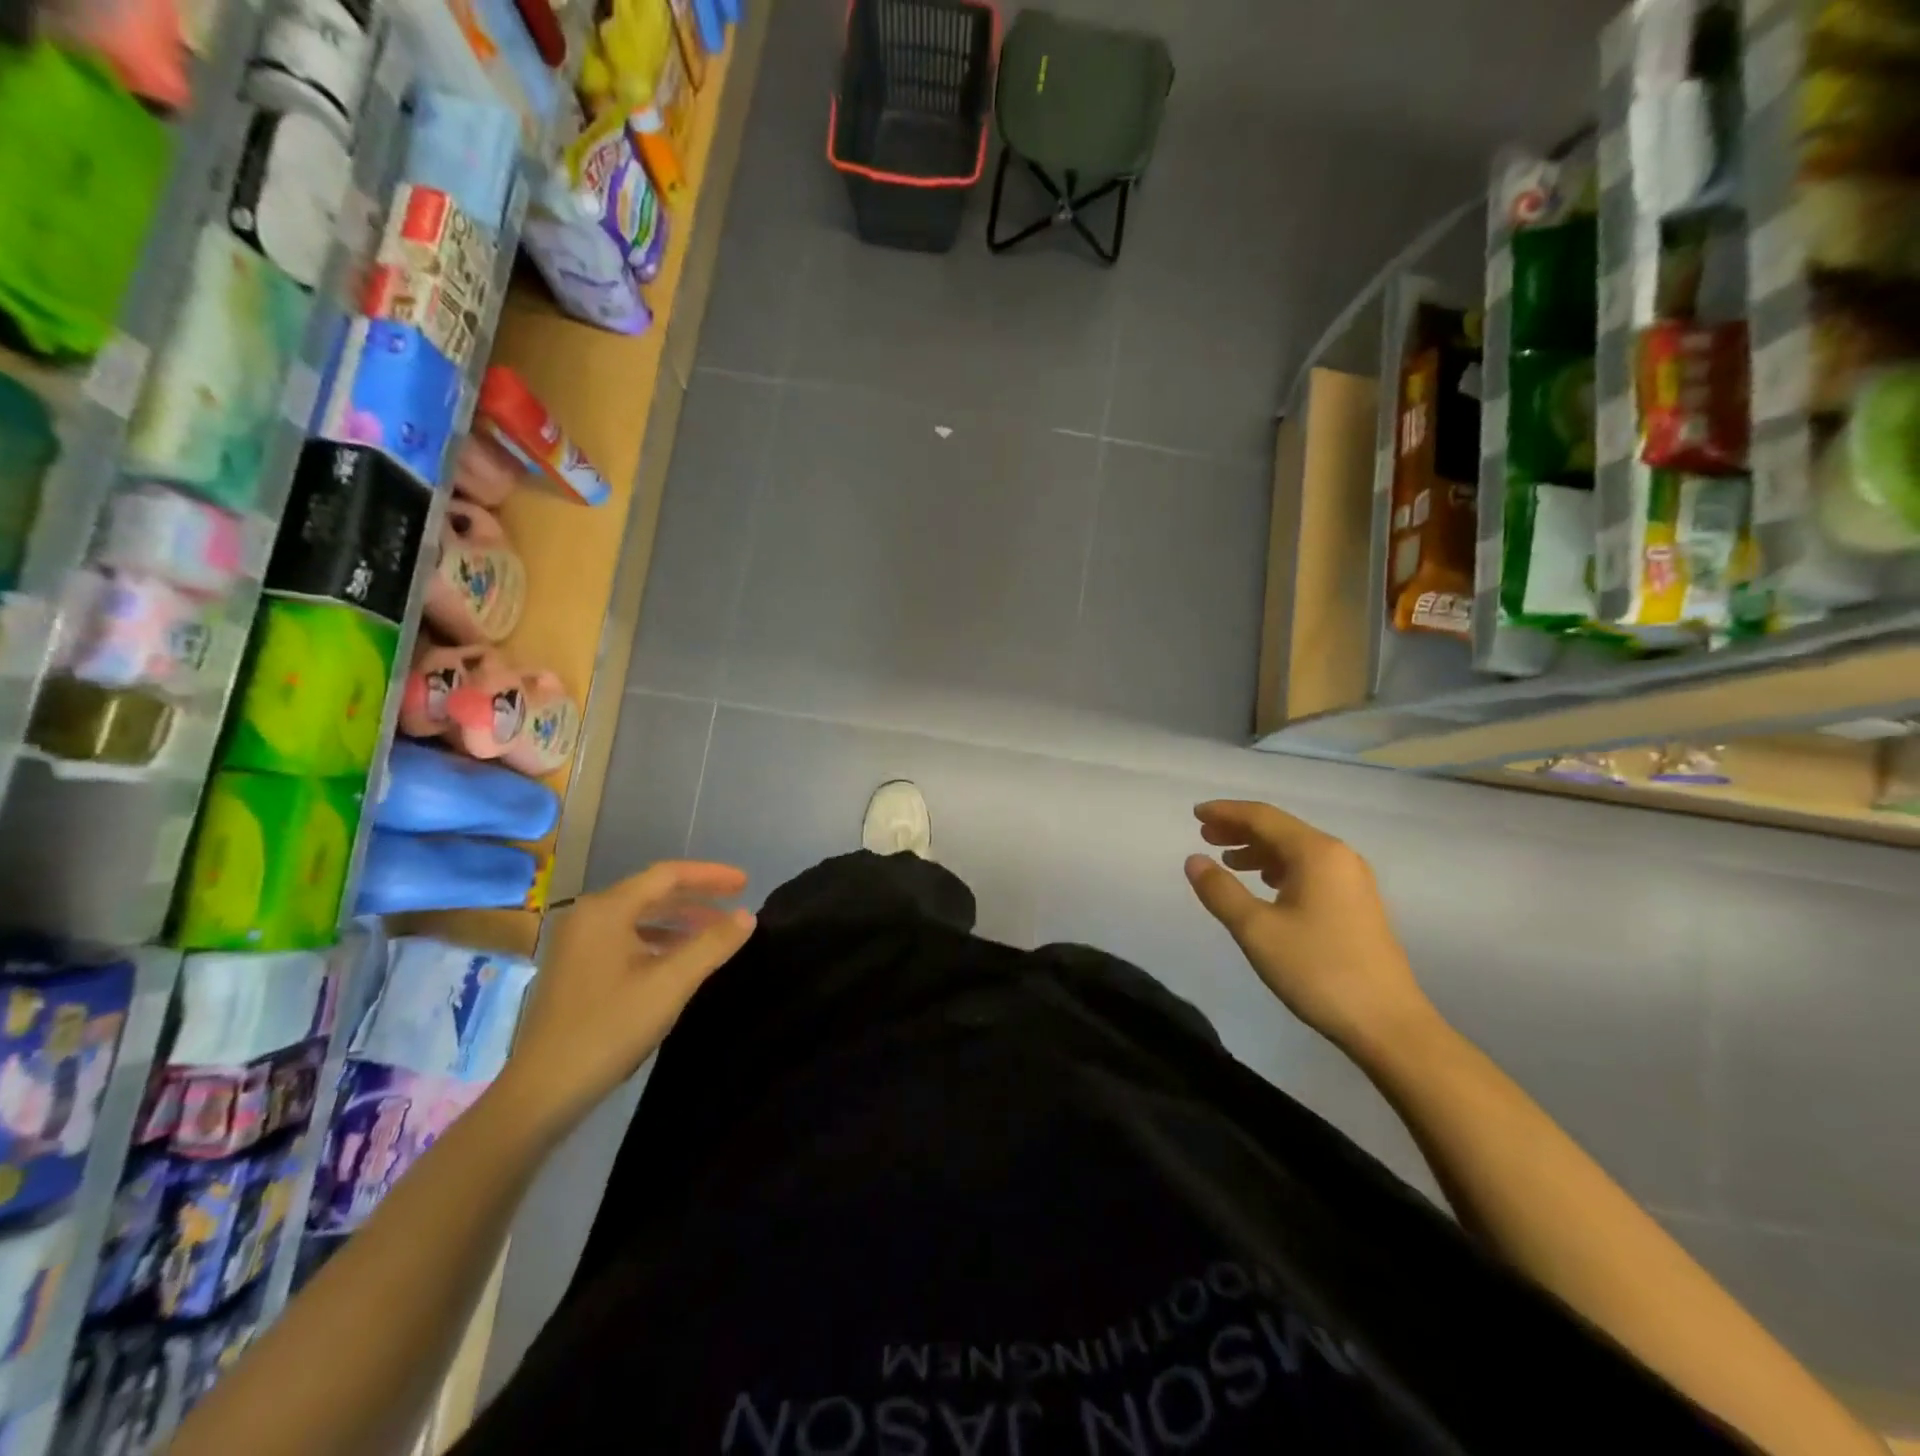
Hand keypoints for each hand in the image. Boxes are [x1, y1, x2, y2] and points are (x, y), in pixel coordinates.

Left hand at [501, 861, 755, 1130]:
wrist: (542, 1091)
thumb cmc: (609, 1029)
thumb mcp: (670, 984)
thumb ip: (712, 944)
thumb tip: (747, 916)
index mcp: (607, 910)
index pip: (667, 875)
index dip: (710, 876)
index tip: (746, 883)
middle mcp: (588, 916)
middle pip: (652, 892)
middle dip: (697, 897)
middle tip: (737, 903)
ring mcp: (577, 943)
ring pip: (639, 917)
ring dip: (680, 921)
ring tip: (716, 932)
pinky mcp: (575, 968)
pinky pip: (626, 938)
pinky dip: (658, 941)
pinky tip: (679, 959)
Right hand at [1184, 800, 1434, 1054]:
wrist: (1387, 1023)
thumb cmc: (1317, 970)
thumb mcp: (1257, 930)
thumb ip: (1221, 891)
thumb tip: (1194, 860)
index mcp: (1316, 853)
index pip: (1262, 817)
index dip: (1226, 812)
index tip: (1194, 813)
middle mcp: (1338, 856)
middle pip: (1280, 829)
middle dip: (1240, 829)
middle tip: (1204, 834)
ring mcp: (1352, 880)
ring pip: (1295, 850)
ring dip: (1258, 850)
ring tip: (1227, 860)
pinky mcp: (1356, 903)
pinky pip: (1309, 869)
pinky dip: (1279, 868)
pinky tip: (1264, 884)